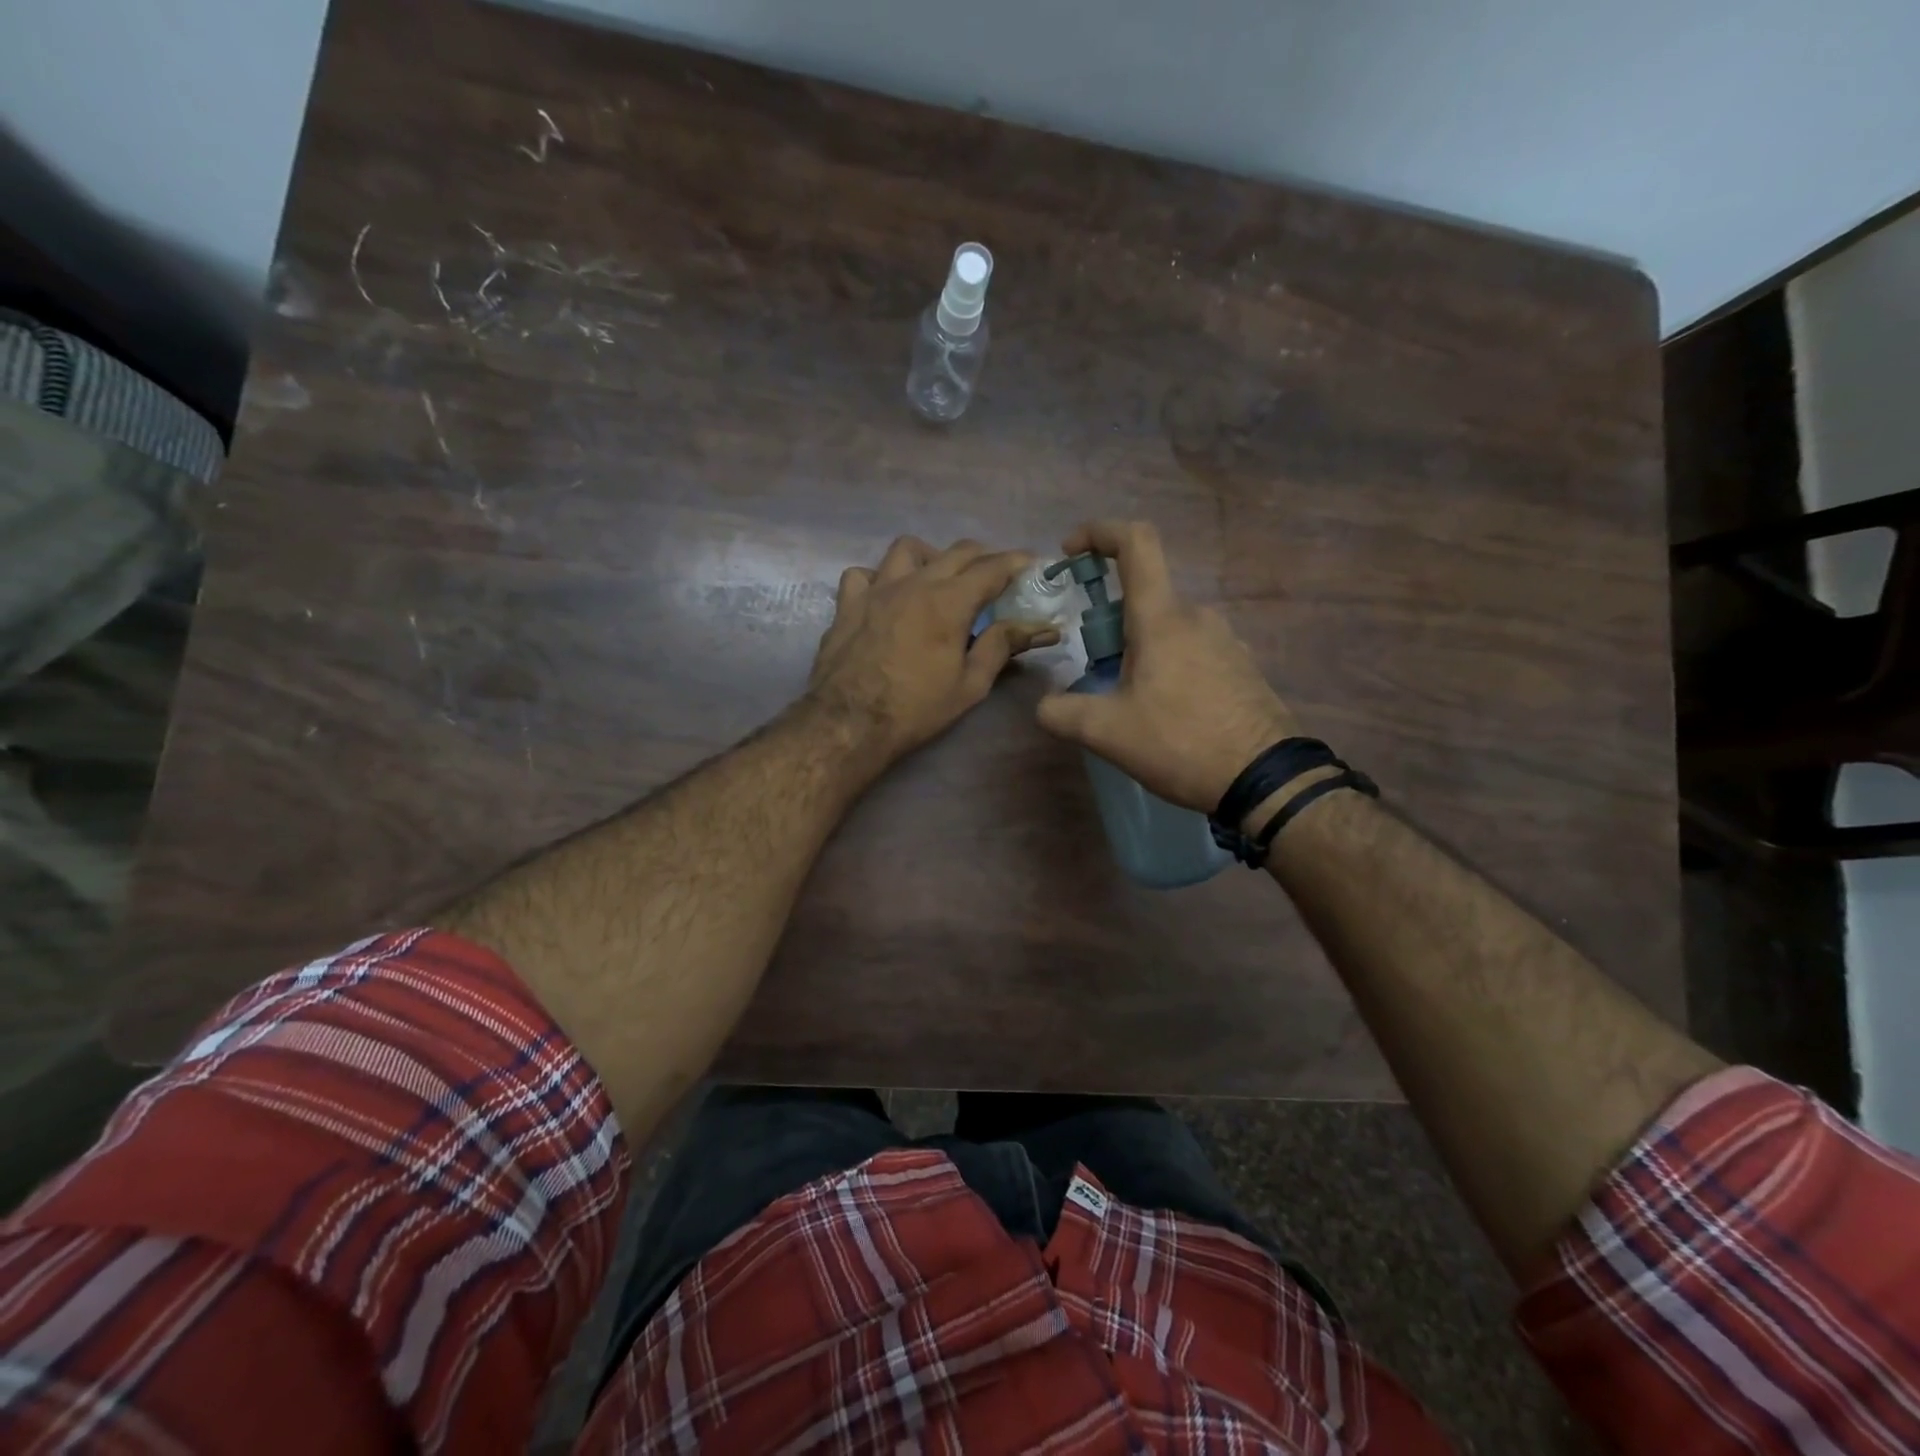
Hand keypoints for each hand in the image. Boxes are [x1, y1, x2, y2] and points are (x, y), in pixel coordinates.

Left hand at [808, 536, 1057, 760]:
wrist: (849, 723)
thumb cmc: (916, 709)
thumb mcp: (970, 684)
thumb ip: (1003, 646)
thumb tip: (1042, 628)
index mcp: (949, 601)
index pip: (992, 567)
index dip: (1017, 562)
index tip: (1034, 565)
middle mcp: (914, 582)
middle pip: (957, 551)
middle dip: (984, 558)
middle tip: (995, 578)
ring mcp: (876, 589)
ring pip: (908, 549)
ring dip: (931, 557)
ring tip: (938, 580)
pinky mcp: (848, 604)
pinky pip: (864, 573)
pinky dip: (880, 577)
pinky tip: (887, 596)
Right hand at [1036, 520, 1298, 814]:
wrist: (1266, 778)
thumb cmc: (1181, 742)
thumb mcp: (1107, 733)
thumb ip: (1061, 713)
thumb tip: (1045, 705)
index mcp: (1162, 618)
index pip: (1135, 542)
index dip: (1099, 532)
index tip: (1071, 551)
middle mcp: (1197, 616)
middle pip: (1144, 596)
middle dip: (1109, 622)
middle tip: (1096, 670)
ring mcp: (1225, 640)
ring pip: (1167, 627)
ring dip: (1138, 648)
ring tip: (1130, 701)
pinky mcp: (1240, 666)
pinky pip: (1192, 649)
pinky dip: (1166, 665)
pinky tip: (1165, 712)